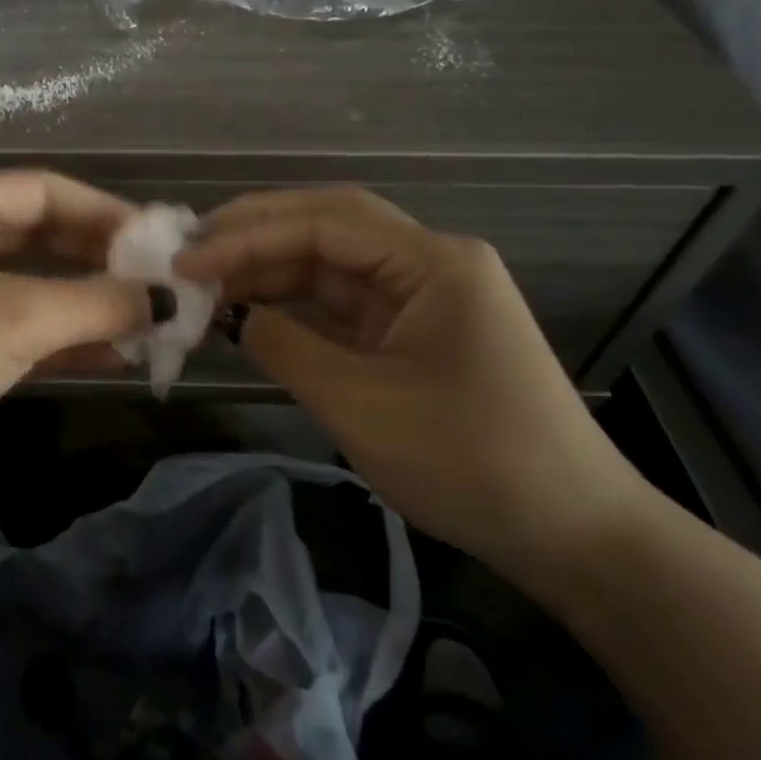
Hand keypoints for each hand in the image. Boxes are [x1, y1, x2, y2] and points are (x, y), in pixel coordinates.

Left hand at [0, 170, 158, 503]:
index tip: (157, 242)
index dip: (105, 212)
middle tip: (155, 285)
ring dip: (84, 304)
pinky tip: (109, 357)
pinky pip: (14, 328)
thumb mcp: (19, 319)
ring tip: (143, 323)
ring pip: (29, 286)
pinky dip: (59, 339)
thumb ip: (99, 303)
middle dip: (99, 261)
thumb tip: (167, 299)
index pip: (45, 189)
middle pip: (40, 236)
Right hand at [174, 186, 653, 582]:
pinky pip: (340, 302)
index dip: (248, 236)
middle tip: (189, 253)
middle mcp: (428, 262)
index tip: (188, 262)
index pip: (324, 223)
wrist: (572, 535)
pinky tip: (248, 310)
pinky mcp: (411, 331)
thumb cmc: (471, 462)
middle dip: (255, 235)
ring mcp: (420, 296)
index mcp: (432, 262)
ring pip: (330, 263)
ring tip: (206, 281)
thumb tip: (229, 315)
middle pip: (327, 227)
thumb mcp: (361, 404)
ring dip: (269, 269)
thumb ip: (286, 348)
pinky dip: (292, 305)